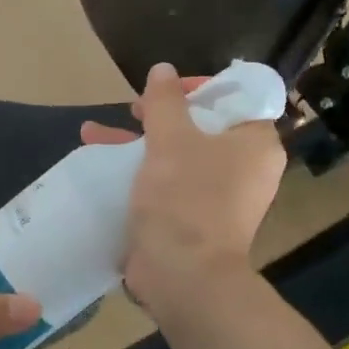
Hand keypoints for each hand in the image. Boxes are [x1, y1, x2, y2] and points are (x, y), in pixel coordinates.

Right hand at [81, 62, 285, 317]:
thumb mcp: (171, 140)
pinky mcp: (193, 218)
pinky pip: (168, 182)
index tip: (168, 88)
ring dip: (139, 141)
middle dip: (159, 114)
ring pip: (178, 154)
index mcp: (254, 144)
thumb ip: (165, 101)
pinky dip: (140, 170)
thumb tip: (163, 70)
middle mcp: (244, 168)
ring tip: (94, 131)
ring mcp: (219, 196)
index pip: (237, 98)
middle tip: (133, 107)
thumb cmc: (186, 199)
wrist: (184, 278)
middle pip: (202, 125)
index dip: (202, 86)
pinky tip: (98, 160)